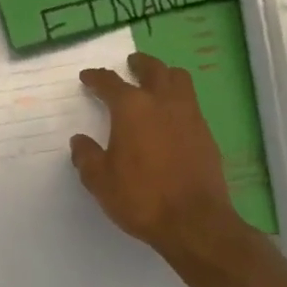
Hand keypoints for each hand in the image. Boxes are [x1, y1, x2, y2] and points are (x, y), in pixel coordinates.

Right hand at [71, 53, 244, 256]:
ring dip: (165, 75)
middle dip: (139, 64)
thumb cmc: (142, 197)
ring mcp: (189, 115)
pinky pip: (191, 104)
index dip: (96, 78)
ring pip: (179, 79)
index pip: (110, 82)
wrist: (196, 222)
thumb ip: (86, 157)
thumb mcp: (101, 181)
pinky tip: (172, 117)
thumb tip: (80, 141)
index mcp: (132, 107)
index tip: (88, 77)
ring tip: (156, 82)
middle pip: (153, 69)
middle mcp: (162, 102)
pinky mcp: (206, 134)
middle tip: (131, 64)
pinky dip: (179, 101)